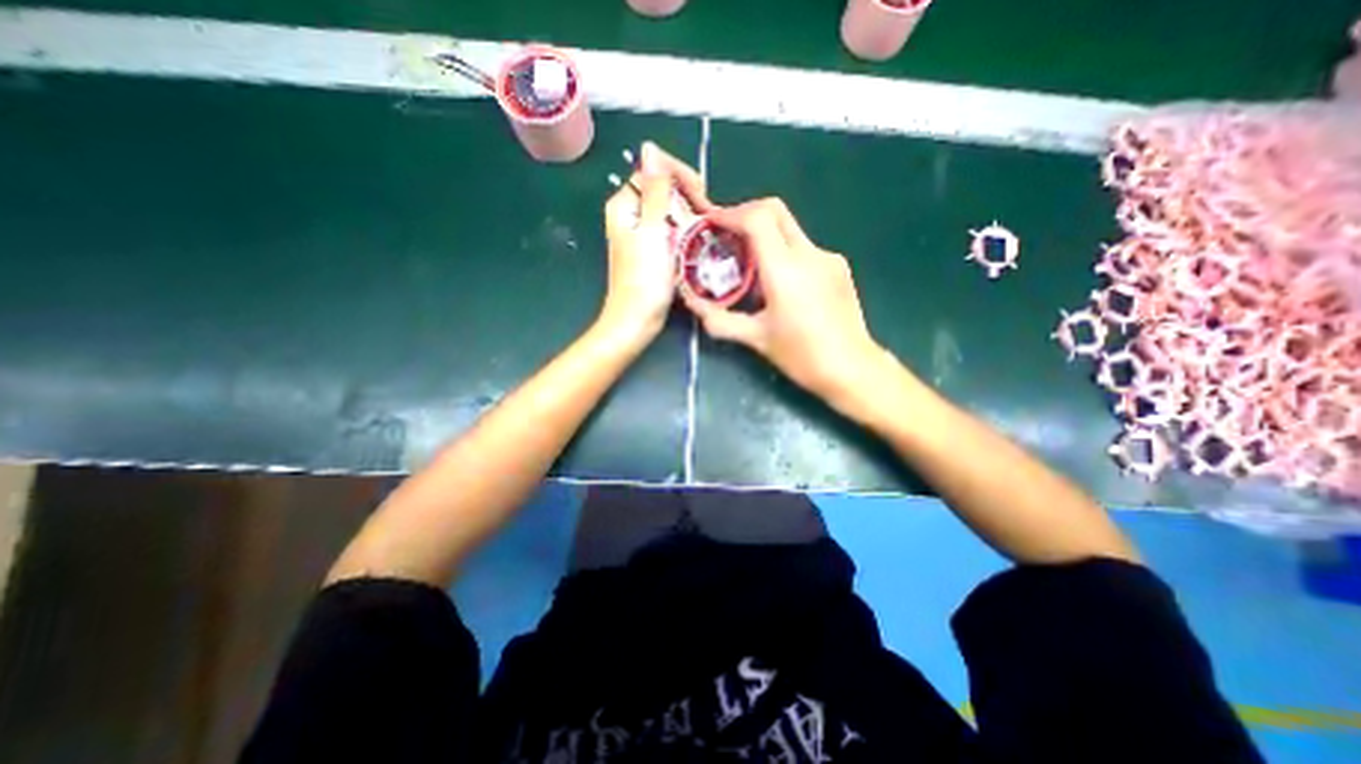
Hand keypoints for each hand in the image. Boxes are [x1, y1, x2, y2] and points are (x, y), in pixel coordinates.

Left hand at [599, 140, 715, 346]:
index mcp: (623, 205)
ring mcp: (640, 234)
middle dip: (687, 195)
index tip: (701, 191)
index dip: (677, 175)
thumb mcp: (652, 230)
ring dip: (689, 213)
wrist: (637, 320)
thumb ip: (654, 191)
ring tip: (708, 224)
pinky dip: (684, 231)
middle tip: (707, 211)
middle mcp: (630, 216)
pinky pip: (669, 230)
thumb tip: (650, 149)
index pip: (652, 171)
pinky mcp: (650, 251)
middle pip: (661, 190)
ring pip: (668, 211)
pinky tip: (697, 238)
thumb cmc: (644, 278)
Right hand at [680, 199, 895, 408]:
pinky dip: (783, 252)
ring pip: (790, 228)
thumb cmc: (802, 355)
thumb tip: (691, 303)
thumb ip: (719, 319)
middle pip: (775, 211)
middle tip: (726, 235)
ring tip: (748, 264)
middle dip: (746, 215)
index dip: (730, 213)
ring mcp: (828, 257)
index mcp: (785, 269)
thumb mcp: (756, 338)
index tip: (711, 223)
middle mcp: (809, 254)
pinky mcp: (838, 267)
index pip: (757, 218)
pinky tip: (778, 282)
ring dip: (764, 235)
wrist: (853, 368)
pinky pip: (804, 248)